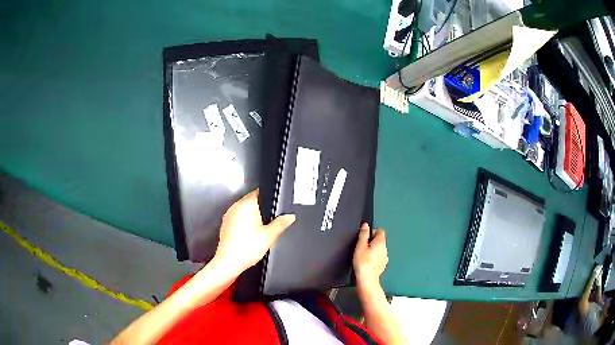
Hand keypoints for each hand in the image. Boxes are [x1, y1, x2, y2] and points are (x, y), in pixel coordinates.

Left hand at [214, 189, 295, 275]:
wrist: (229, 262)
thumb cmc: (246, 249)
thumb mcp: (269, 236)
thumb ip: (281, 223)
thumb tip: (290, 216)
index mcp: (246, 205)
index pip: (258, 192)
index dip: (267, 198)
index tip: (273, 205)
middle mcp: (235, 208)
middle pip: (251, 202)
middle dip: (260, 209)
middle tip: (268, 222)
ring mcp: (228, 216)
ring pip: (244, 211)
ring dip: (252, 217)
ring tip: (259, 231)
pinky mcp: (225, 225)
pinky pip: (238, 219)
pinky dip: (244, 224)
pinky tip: (250, 236)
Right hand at [353, 223, 387, 288]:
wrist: (367, 279)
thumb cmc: (363, 263)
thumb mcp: (360, 246)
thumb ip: (363, 234)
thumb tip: (366, 225)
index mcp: (380, 242)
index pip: (380, 231)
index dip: (372, 231)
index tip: (365, 236)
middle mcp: (385, 249)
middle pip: (380, 240)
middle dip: (372, 241)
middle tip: (362, 246)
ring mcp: (385, 257)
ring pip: (379, 249)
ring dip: (373, 250)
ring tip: (363, 255)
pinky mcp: (382, 265)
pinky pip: (379, 257)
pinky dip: (374, 257)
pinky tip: (367, 262)